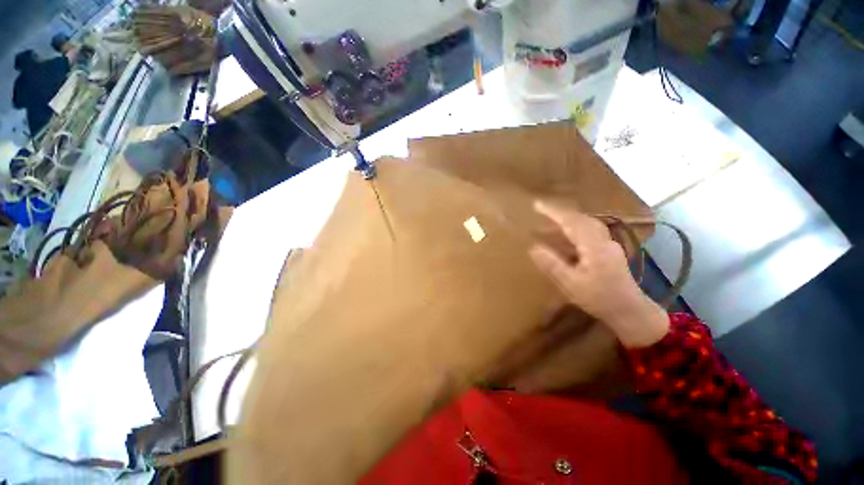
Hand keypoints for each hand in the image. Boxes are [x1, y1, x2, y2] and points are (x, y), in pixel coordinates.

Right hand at [528, 201, 668, 347]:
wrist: (631, 312)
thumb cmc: (599, 299)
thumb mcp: (571, 284)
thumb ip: (552, 265)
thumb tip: (533, 248)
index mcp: (594, 247)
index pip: (572, 222)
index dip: (554, 212)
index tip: (537, 205)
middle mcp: (604, 241)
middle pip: (582, 219)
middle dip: (561, 213)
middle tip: (542, 211)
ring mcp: (609, 245)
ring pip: (587, 224)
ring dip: (568, 220)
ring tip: (550, 222)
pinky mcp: (609, 252)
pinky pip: (590, 232)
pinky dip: (575, 228)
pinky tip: (566, 236)